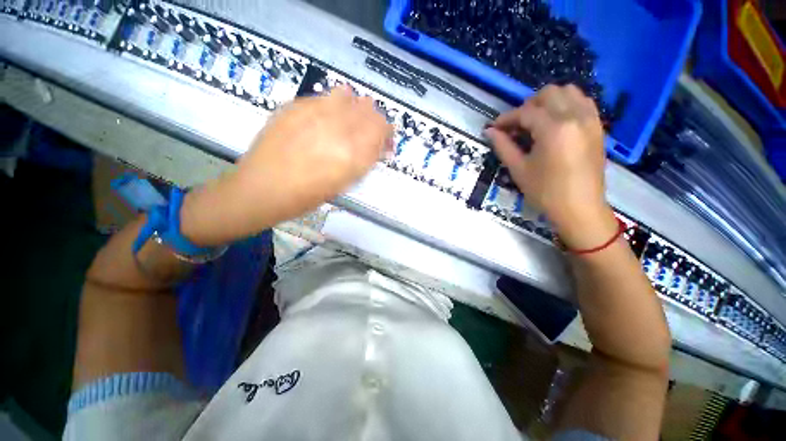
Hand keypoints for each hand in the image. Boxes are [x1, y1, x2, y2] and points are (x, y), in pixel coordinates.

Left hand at [181, 86, 392, 245]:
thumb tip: (379, 147)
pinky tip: (327, 120)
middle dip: (373, 121)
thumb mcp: (345, 183)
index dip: (386, 134)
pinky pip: (325, 96)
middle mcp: (338, 127)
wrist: (263, 188)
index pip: (382, 127)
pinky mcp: (296, 105)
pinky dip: (334, 105)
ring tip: (347, 124)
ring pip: (349, 95)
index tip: (384, 144)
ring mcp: (315, 112)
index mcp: (353, 152)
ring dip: (354, 109)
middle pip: (369, 108)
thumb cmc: (308, 195)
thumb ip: (365, 160)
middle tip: (367, 136)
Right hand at [484, 84, 616, 249]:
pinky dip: (566, 105)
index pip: (525, 112)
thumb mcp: (519, 169)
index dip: (506, 119)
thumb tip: (489, 131)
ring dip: (548, 102)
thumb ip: (503, 146)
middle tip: (516, 126)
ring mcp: (590, 120)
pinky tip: (555, 123)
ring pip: (569, 92)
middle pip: (549, 94)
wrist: (580, 208)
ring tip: (535, 122)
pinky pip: (583, 102)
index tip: (494, 128)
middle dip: (527, 106)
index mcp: (554, 129)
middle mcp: (575, 116)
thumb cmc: (545, 192)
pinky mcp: (597, 127)